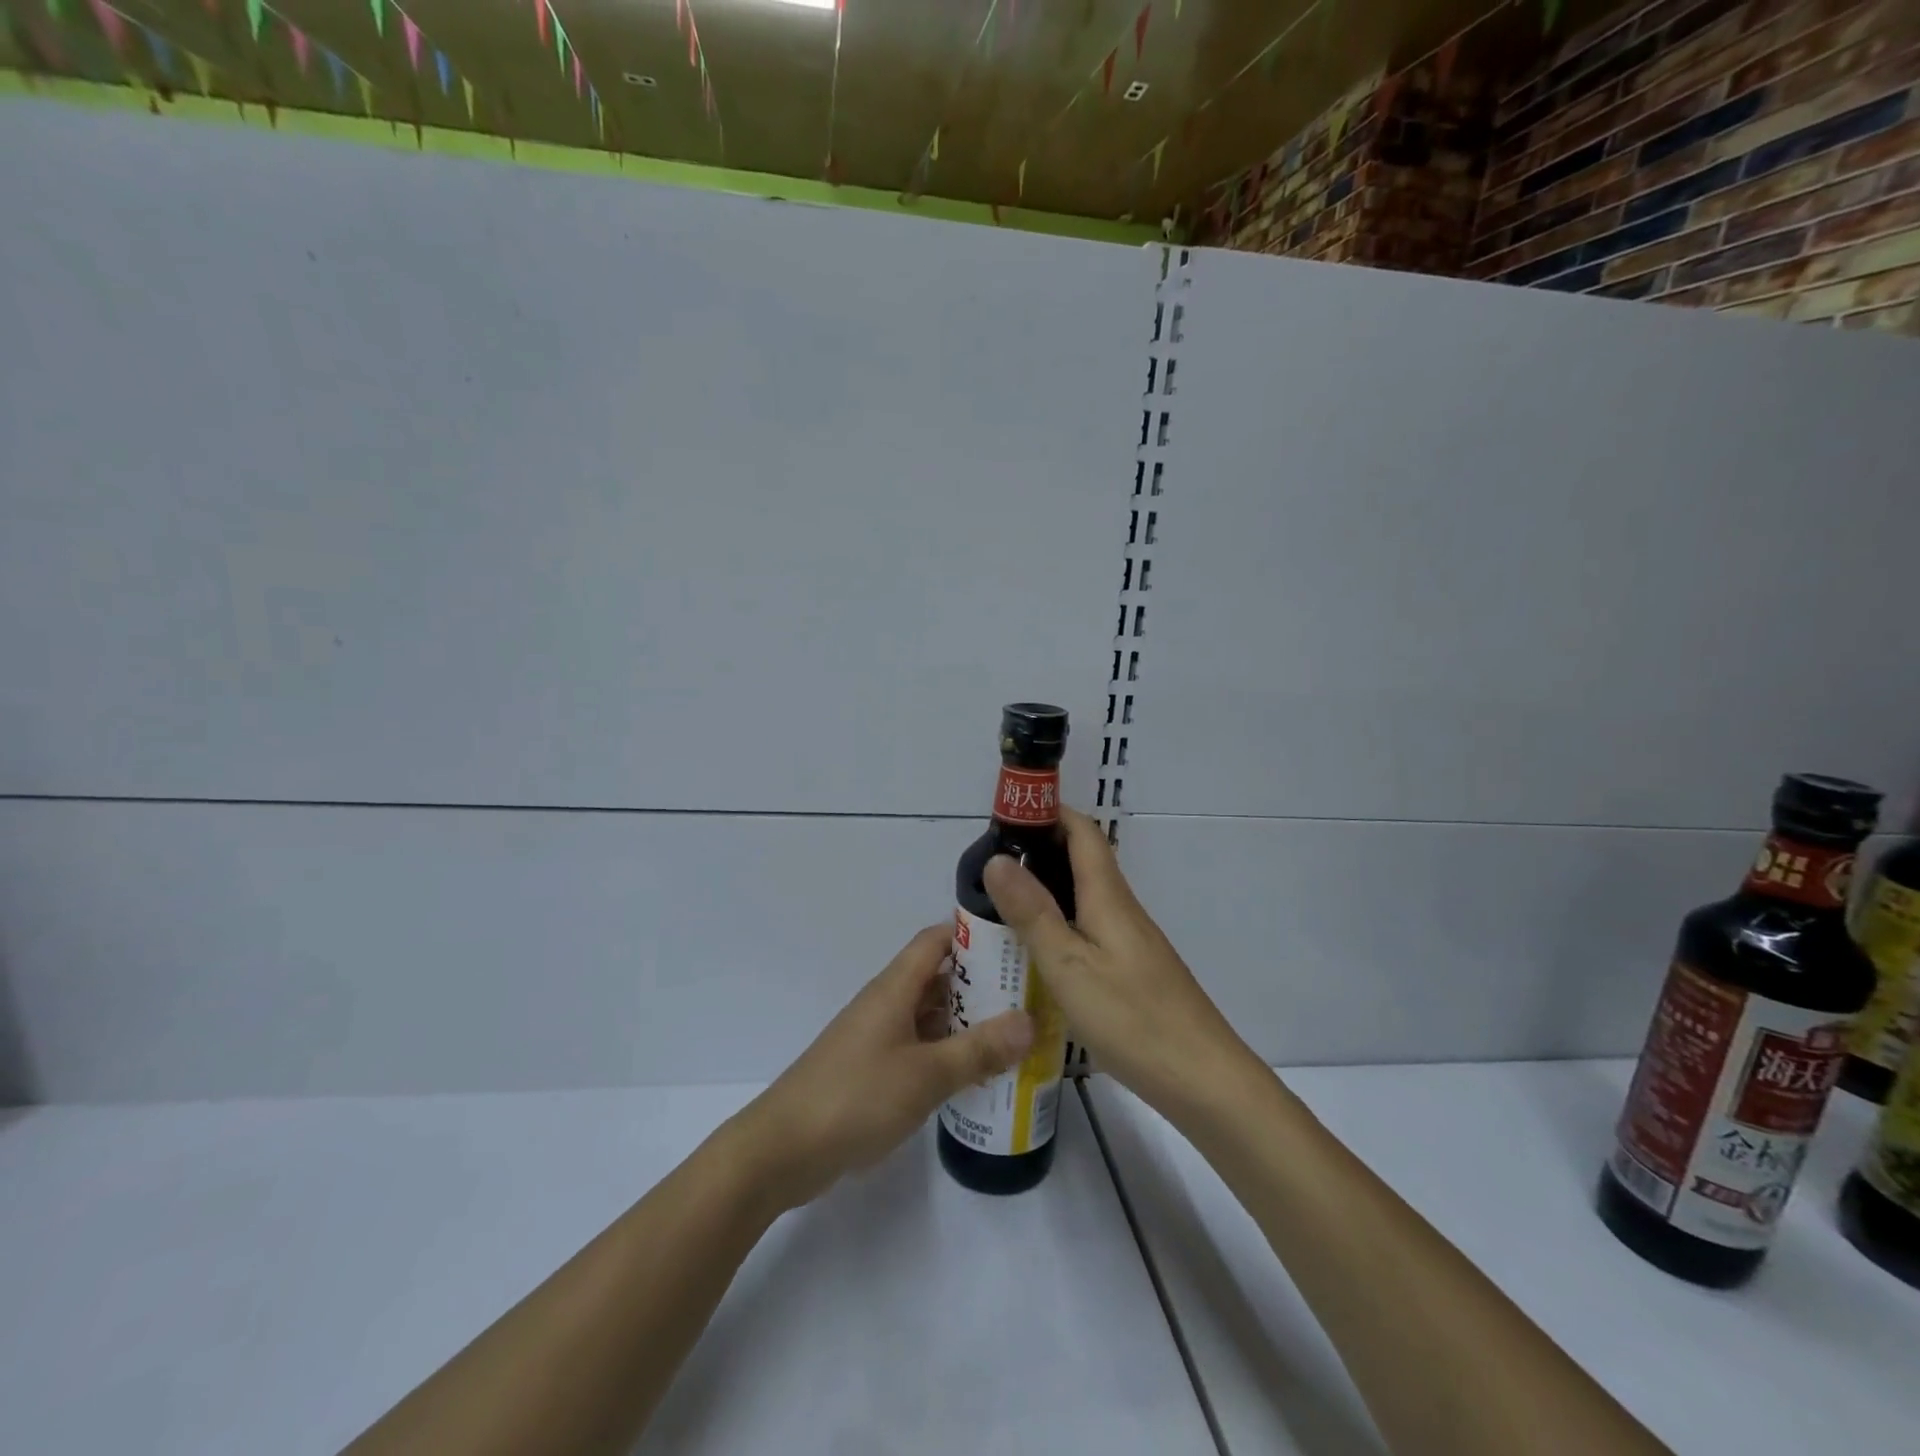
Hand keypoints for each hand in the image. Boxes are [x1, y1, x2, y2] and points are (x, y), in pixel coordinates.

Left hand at [731, 924, 1033, 1211]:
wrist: (783, 1150)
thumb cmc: (856, 1097)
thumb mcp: (926, 1074)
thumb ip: (978, 1049)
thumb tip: (1030, 1020)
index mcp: (894, 988)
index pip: (936, 940)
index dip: (973, 934)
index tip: (1016, 943)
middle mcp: (886, 1004)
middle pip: (938, 978)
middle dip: (981, 984)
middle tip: (1030, 996)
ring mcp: (878, 1039)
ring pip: (930, 1017)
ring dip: (966, 1023)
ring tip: (1016, 1036)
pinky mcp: (873, 1071)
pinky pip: (919, 1049)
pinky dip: (947, 1054)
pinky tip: (977, 1076)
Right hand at [982, 807, 1252, 1119]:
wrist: (1203, 1080)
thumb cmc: (1132, 1017)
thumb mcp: (1068, 965)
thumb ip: (1032, 912)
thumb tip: (998, 859)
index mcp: (1108, 897)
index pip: (1082, 832)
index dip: (1049, 813)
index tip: (1006, 817)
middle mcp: (1121, 910)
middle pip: (1081, 862)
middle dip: (1039, 852)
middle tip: (989, 869)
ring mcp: (1130, 942)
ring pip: (1083, 899)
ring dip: (1046, 891)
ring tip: (1000, 908)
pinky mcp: (1132, 971)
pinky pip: (1088, 931)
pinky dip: (1059, 926)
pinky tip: (1036, 954)